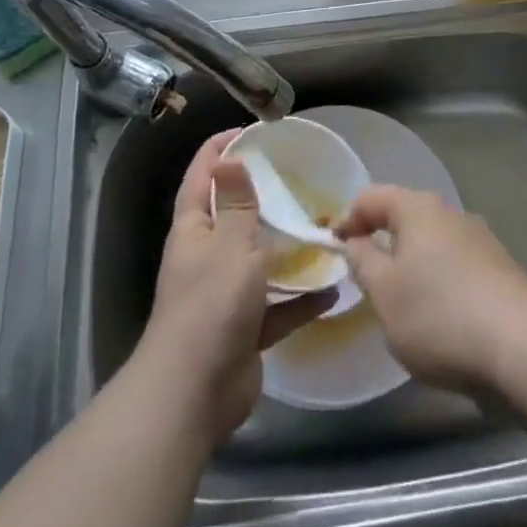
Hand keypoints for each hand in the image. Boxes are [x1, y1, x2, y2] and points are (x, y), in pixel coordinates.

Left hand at [137, 130, 336, 442]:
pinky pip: (277, 305)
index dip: (220, 149)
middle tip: (298, 177)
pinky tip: (331, 289)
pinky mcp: (245, 327)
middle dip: (262, 197)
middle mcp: (207, 256)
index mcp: (195, 230)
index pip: (203, 176)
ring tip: (322, 229)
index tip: (250, 131)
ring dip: (287, 249)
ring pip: (259, 261)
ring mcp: (226, 294)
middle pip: (234, 216)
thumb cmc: (211, 306)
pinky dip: (301, 299)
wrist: (194, 395)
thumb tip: (229, 158)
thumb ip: (237, 203)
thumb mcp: (231, 245)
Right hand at [335, 185, 526, 391]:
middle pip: (404, 217)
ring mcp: (479, 240)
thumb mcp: (385, 293)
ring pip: (431, 244)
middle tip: (365, 279)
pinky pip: (455, 266)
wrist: (523, 348)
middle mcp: (450, 213)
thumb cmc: (439, 315)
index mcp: (418, 208)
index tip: (335, 250)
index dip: (348, 219)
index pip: (371, 197)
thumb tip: (356, 241)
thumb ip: (363, 262)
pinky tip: (438, 319)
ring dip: (411, 265)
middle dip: (382, 242)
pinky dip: (438, 282)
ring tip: (400, 305)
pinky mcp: (499, 270)